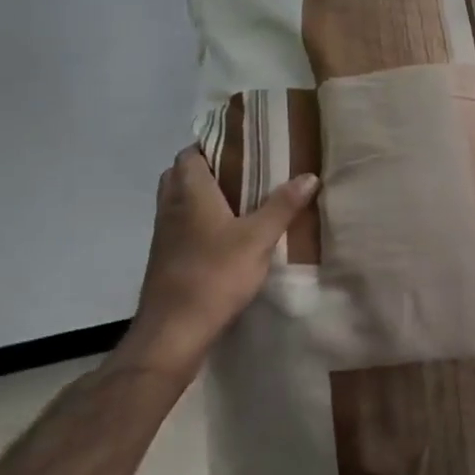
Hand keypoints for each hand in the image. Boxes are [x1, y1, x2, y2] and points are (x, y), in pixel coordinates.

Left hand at [121, 147, 319, 378]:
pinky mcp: (165, 257)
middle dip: (207, 168)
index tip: (240, 145)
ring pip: (178, 201)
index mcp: (190, 193)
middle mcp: (171, 207)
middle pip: (180, 174)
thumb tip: (309, 175)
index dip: (211, 145)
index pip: (190, 153)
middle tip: (241, 171)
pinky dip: (197, 220)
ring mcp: (164, 234)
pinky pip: (179, 225)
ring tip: (238, 200)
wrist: (174, 330)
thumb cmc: (215, 275)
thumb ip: (283, 206)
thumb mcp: (258, 239)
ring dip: (200, 196)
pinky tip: (223, 235)